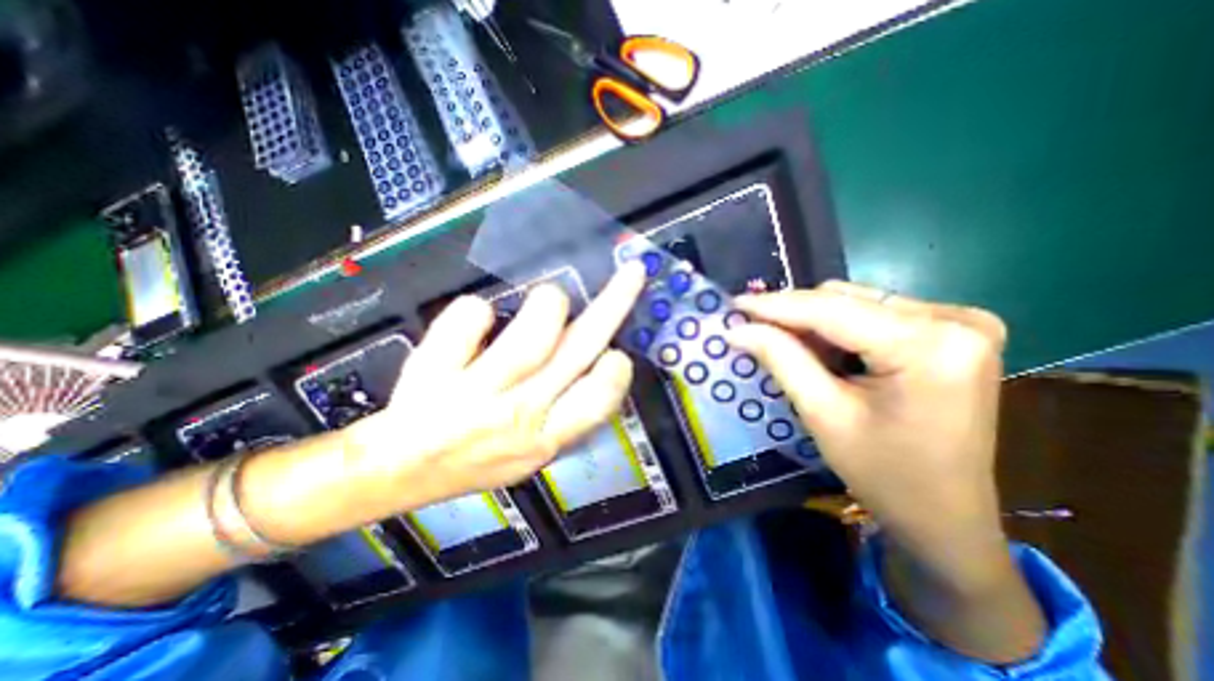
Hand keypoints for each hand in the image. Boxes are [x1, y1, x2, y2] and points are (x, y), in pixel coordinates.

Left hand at [344, 265, 643, 511]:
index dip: (616, 371)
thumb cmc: (472, 459)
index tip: (616, 352)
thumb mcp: (531, 451)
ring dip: (548, 304)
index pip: (599, 400)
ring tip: (549, 299)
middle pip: (578, 351)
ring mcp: (477, 395)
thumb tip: (595, 360)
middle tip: (631, 273)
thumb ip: (566, 413)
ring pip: (532, 335)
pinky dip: (476, 310)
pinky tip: (477, 317)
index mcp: (545, 437)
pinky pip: (469, 319)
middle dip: (614, 304)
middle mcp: (518, 415)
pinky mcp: (436, 375)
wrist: (398, 471)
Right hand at [729, 280, 1005, 562]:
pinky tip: (820, 349)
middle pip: (846, 300)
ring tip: (784, 342)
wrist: (946, 515)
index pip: (832, 309)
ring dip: (813, 320)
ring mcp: (961, 322)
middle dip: (793, 314)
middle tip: (752, 327)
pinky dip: (837, 327)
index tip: (734, 304)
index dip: (776, 305)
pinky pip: (875, 313)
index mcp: (931, 345)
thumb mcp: (823, 414)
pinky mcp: (953, 331)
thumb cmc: (885, 474)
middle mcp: (955, 320)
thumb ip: (781, 359)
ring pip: (857, 302)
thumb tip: (738, 328)